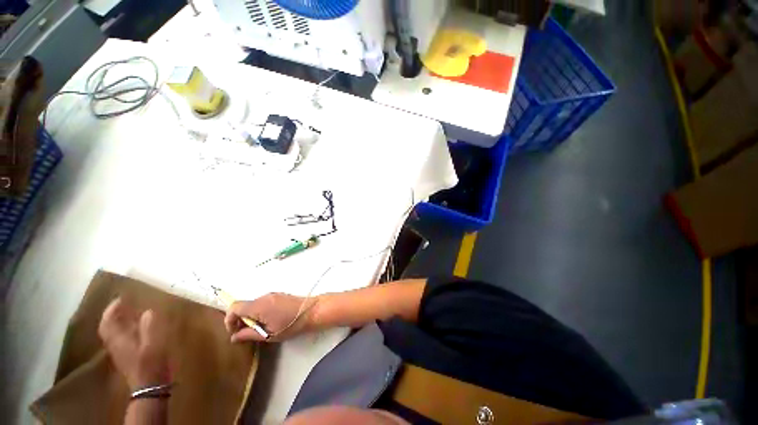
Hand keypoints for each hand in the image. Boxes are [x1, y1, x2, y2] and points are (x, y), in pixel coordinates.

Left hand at [98, 298, 169, 389]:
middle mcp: (116, 344)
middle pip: (109, 328)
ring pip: (114, 333)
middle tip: (125, 304)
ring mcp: (120, 352)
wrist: (149, 386)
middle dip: (114, 315)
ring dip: (120, 322)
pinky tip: (138, 329)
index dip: (111, 310)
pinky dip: (126, 330)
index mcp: (119, 339)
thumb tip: (147, 311)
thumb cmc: (150, 362)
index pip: (107, 322)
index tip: (120, 298)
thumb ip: (149, 326)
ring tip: (132, 313)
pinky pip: (122, 339)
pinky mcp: (127, 356)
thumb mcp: (153, 343)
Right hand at [224, 293, 314, 342]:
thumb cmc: (290, 324)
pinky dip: (258, 312)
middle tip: (245, 333)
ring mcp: (272, 295)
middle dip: (240, 319)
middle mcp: (264, 296)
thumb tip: (234, 337)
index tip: (234, 332)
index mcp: (259, 305)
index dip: (229, 320)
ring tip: (258, 329)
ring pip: (253, 305)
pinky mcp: (278, 295)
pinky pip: (262, 303)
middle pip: (243, 306)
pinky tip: (267, 321)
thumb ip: (249, 334)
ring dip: (250, 316)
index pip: (234, 307)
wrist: (311, 311)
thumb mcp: (268, 334)